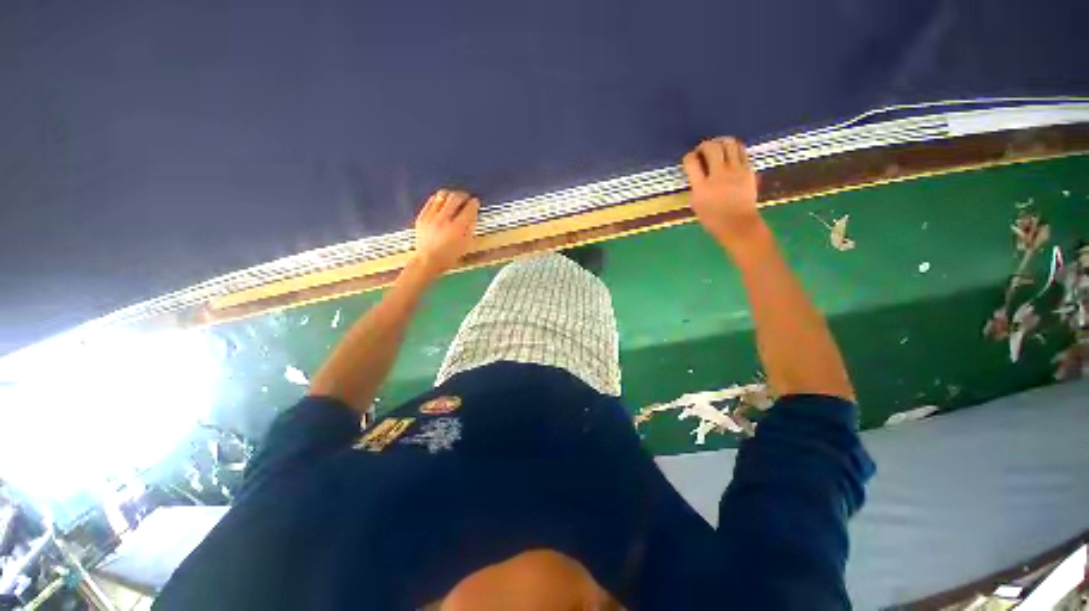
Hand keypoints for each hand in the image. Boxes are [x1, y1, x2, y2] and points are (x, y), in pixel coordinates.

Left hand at [413, 189, 479, 275]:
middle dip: (463, 195)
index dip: (474, 203)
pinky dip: (439, 199)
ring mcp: (431, 217)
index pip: (469, 209)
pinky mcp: (422, 216)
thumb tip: (473, 214)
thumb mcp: (465, 244)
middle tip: (466, 198)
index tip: (476, 202)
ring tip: (454, 198)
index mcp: (457, 228)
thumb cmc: (450, 256)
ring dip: (451, 195)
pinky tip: (442, 202)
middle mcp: (444, 220)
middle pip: (455, 198)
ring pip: (442, 196)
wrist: (428, 260)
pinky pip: (431, 201)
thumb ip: (471, 228)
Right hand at [682, 138, 766, 253]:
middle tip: (701, 150)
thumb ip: (695, 186)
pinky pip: (741, 151)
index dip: (688, 157)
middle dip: (704, 145)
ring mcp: (736, 171)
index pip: (692, 163)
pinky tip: (730, 154)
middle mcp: (719, 175)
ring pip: (729, 144)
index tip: (689, 159)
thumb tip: (696, 173)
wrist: (738, 224)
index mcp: (702, 187)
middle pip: (712, 148)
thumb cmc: (713, 219)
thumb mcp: (696, 204)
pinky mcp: (748, 170)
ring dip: (720, 142)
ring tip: (717, 147)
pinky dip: (733, 149)